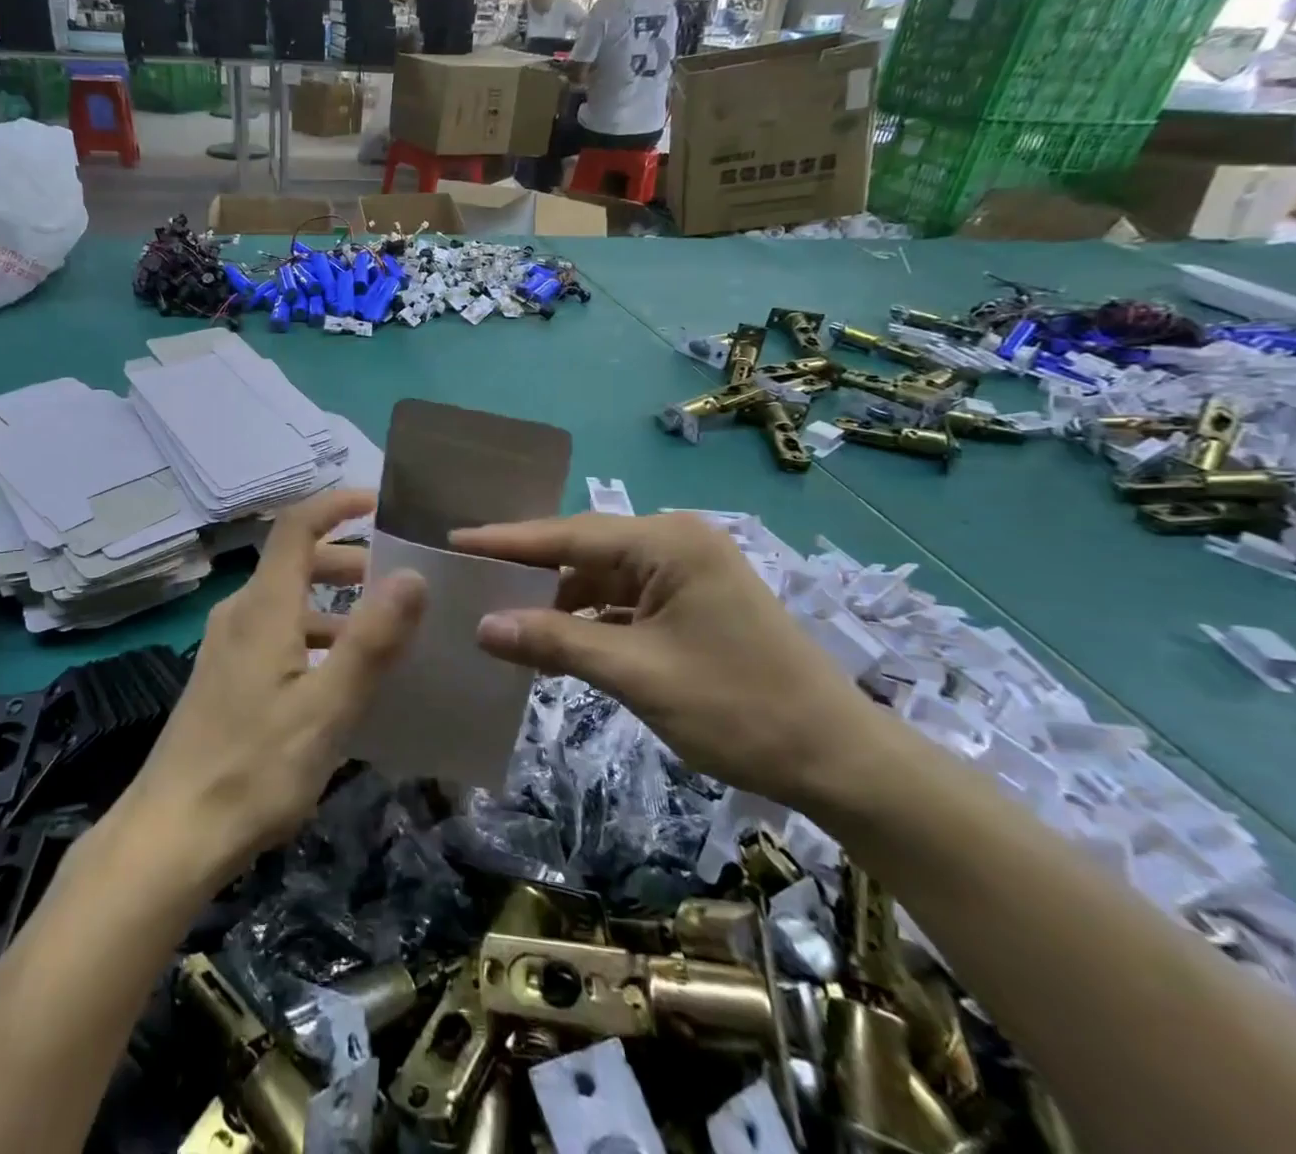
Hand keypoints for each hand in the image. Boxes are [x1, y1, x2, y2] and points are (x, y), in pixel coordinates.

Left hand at [114, 490, 425, 890]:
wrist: (171, 835)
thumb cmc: (253, 769)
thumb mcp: (327, 708)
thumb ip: (371, 640)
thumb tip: (412, 575)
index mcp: (264, 607)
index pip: (297, 526)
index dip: (337, 504)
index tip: (380, 503)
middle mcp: (241, 614)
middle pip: (296, 562)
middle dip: (349, 561)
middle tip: (399, 579)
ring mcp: (228, 647)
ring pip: (289, 602)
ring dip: (336, 604)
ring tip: (385, 632)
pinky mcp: (225, 678)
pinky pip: (278, 635)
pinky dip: (316, 636)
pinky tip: (342, 680)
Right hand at [449, 512, 888, 810]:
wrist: (840, 761)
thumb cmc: (739, 708)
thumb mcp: (636, 674)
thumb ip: (556, 642)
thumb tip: (484, 627)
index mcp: (669, 543)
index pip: (570, 534)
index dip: (508, 541)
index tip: (455, 541)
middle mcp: (677, 544)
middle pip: (585, 550)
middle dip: (530, 570)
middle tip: (471, 579)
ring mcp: (688, 573)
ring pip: (602, 578)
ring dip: (559, 601)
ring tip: (504, 618)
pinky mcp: (693, 604)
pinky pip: (624, 602)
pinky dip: (590, 620)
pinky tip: (555, 642)